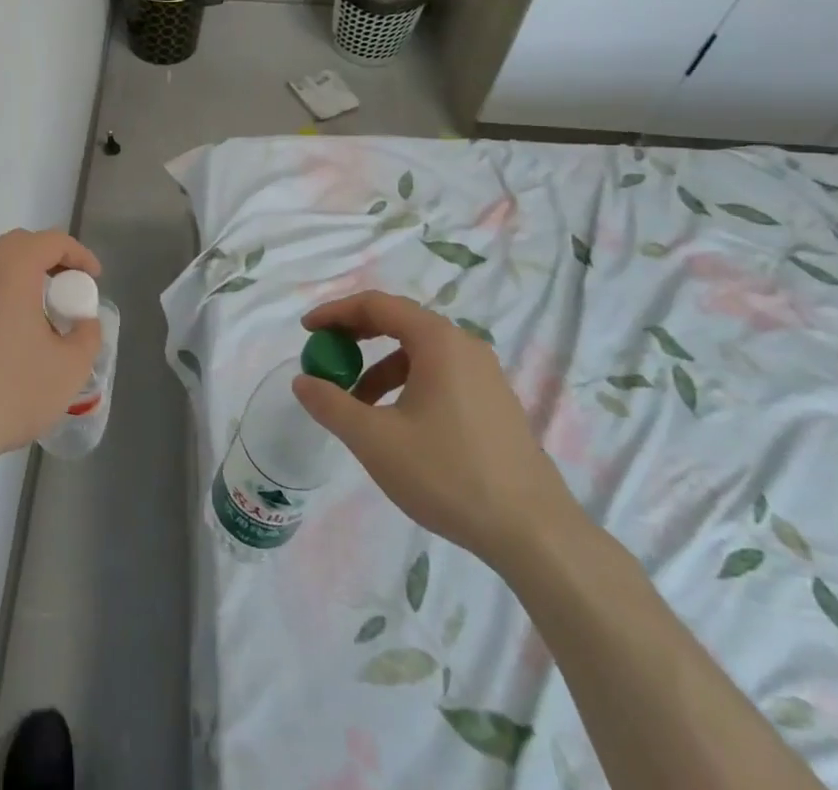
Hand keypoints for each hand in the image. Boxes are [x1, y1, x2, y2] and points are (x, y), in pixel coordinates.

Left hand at [0, 229, 102, 469]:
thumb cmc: (10, 393)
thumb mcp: (70, 369)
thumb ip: (87, 336)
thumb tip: (83, 323)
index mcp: (12, 271)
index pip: (51, 241)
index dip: (78, 254)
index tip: (93, 278)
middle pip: (16, 246)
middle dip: (45, 260)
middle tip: (64, 289)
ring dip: (14, 282)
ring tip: (31, 319)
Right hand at [291, 291, 582, 569]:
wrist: (535, 534)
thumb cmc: (449, 474)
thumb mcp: (375, 440)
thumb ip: (331, 404)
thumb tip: (302, 381)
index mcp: (438, 341)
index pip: (376, 304)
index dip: (336, 312)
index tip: (307, 330)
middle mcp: (464, 346)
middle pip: (399, 322)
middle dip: (356, 337)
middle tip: (326, 356)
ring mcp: (485, 375)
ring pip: (419, 353)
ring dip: (380, 367)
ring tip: (356, 404)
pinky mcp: (496, 403)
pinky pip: (440, 375)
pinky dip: (407, 384)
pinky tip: (397, 424)